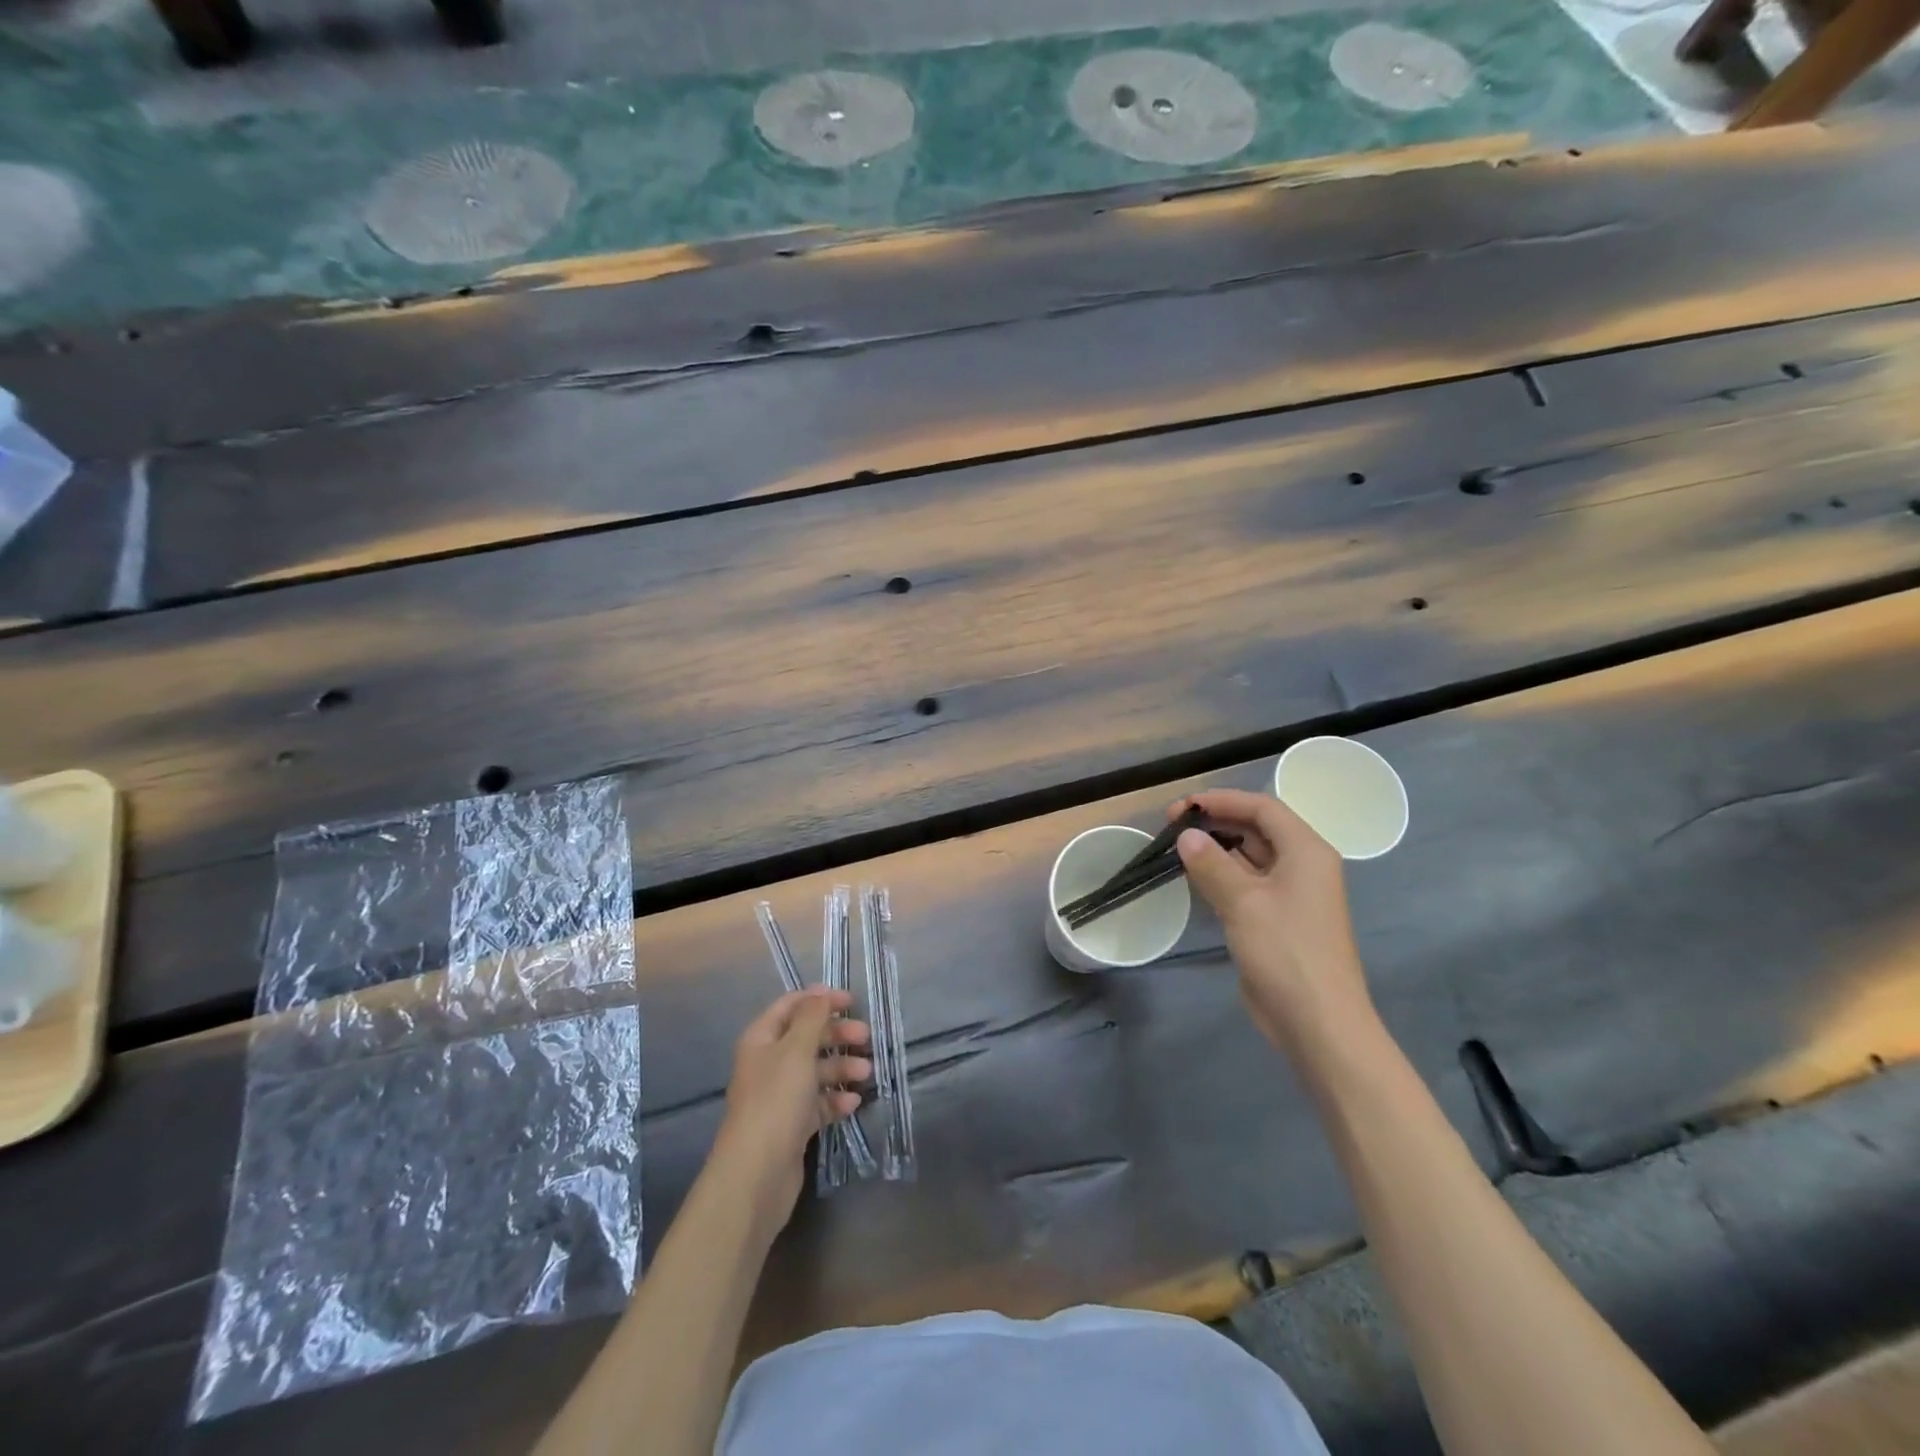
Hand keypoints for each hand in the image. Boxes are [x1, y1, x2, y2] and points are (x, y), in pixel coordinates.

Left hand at [712, 988, 870, 1226]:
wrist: (756, 1175)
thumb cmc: (776, 1101)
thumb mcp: (796, 1051)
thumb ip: (811, 1018)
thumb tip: (820, 993)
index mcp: (762, 1040)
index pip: (791, 1006)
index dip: (820, 1000)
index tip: (852, 1001)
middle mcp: (768, 1064)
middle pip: (807, 1038)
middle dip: (837, 1035)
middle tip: (866, 1038)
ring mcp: (780, 1096)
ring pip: (815, 1071)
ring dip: (841, 1068)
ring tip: (867, 1075)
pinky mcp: (791, 1125)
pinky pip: (818, 1103)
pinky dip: (836, 1100)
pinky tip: (853, 1104)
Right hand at [1171, 789, 1378, 1056]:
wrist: (1317, 1021)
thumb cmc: (1286, 952)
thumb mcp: (1244, 902)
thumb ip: (1212, 864)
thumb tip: (1186, 837)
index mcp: (1306, 851)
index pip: (1262, 808)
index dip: (1222, 800)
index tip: (1182, 807)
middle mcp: (1302, 865)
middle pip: (1257, 828)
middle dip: (1216, 822)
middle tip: (1172, 827)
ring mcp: (1291, 894)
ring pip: (1249, 856)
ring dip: (1216, 849)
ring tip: (1176, 848)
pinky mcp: (1277, 919)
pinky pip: (1246, 884)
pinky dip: (1221, 875)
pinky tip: (1193, 878)